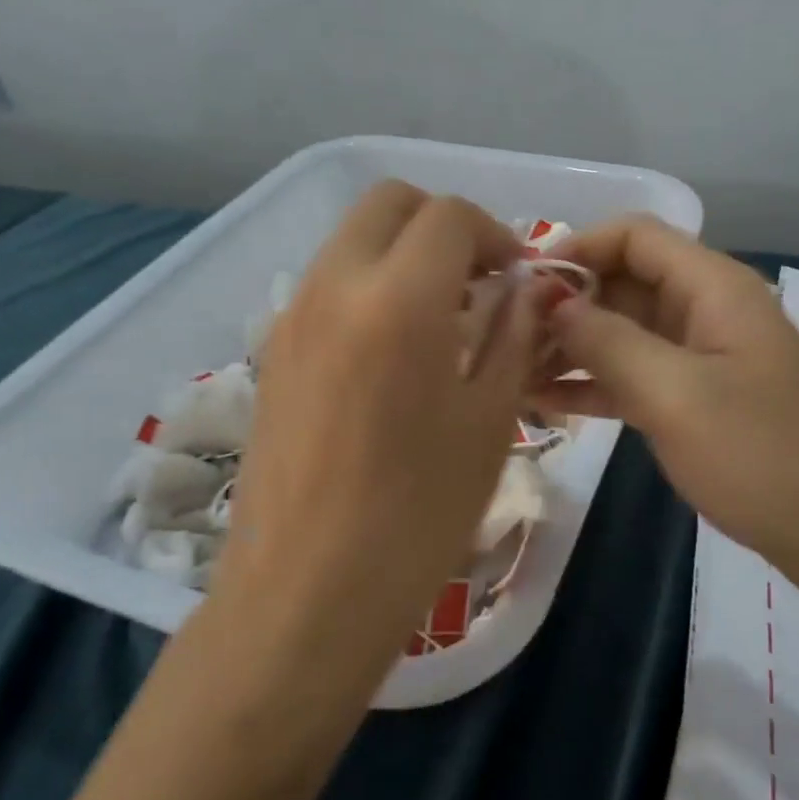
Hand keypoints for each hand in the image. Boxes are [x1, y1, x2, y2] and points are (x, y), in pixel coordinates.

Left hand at [218, 181, 537, 672]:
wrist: (307, 595)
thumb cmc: (419, 514)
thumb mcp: (490, 420)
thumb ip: (513, 335)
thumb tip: (526, 289)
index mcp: (398, 298)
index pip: (450, 216)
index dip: (495, 235)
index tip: (518, 279)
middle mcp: (334, 286)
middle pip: (388, 204)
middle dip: (442, 225)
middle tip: (479, 283)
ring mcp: (293, 316)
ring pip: (352, 240)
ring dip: (403, 254)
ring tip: (442, 319)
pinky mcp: (272, 351)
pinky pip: (328, 285)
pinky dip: (368, 286)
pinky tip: (394, 354)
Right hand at [534, 216, 798, 579]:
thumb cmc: (760, 454)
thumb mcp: (675, 393)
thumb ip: (608, 342)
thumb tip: (550, 302)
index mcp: (712, 287)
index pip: (634, 236)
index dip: (577, 249)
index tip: (525, 285)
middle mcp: (704, 309)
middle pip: (623, 282)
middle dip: (566, 304)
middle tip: (506, 338)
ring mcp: (699, 357)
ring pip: (623, 332)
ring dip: (571, 347)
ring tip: (513, 373)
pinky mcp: (693, 399)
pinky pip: (633, 376)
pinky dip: (593, 384)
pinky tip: (543, 402)